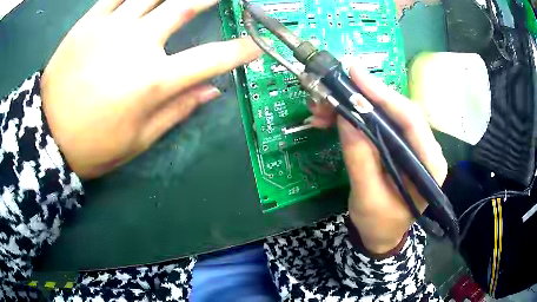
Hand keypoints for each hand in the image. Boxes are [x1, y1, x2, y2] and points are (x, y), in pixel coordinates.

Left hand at [42, 0, 260, 178]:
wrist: (47, 134)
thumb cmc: (93, 145)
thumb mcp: (139, 140)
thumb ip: (178, 111)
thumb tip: (213, 91)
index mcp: (153, 81)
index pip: (212, 59)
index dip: (240, 50)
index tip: (256, 46)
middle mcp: (137, 44)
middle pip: (185, 6)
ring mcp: (111, 26)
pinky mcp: (89, 21)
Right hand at [311, 64, 447, 253]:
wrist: (381, 236)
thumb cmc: (379, 224)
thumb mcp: (367, 197)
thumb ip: (361, 158)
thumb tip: (347, 117)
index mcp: (429, 165)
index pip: (411, 121)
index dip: (384, 95)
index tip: (355, 75)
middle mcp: (425, 148)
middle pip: (398, 111)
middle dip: (363, 97)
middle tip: (331, 90)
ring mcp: (412, 145)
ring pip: (385, 113)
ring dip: (354, 106)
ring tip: (323, 108)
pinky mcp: (397, 145)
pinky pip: (377, 122)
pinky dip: (354, 116)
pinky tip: (332, 118)